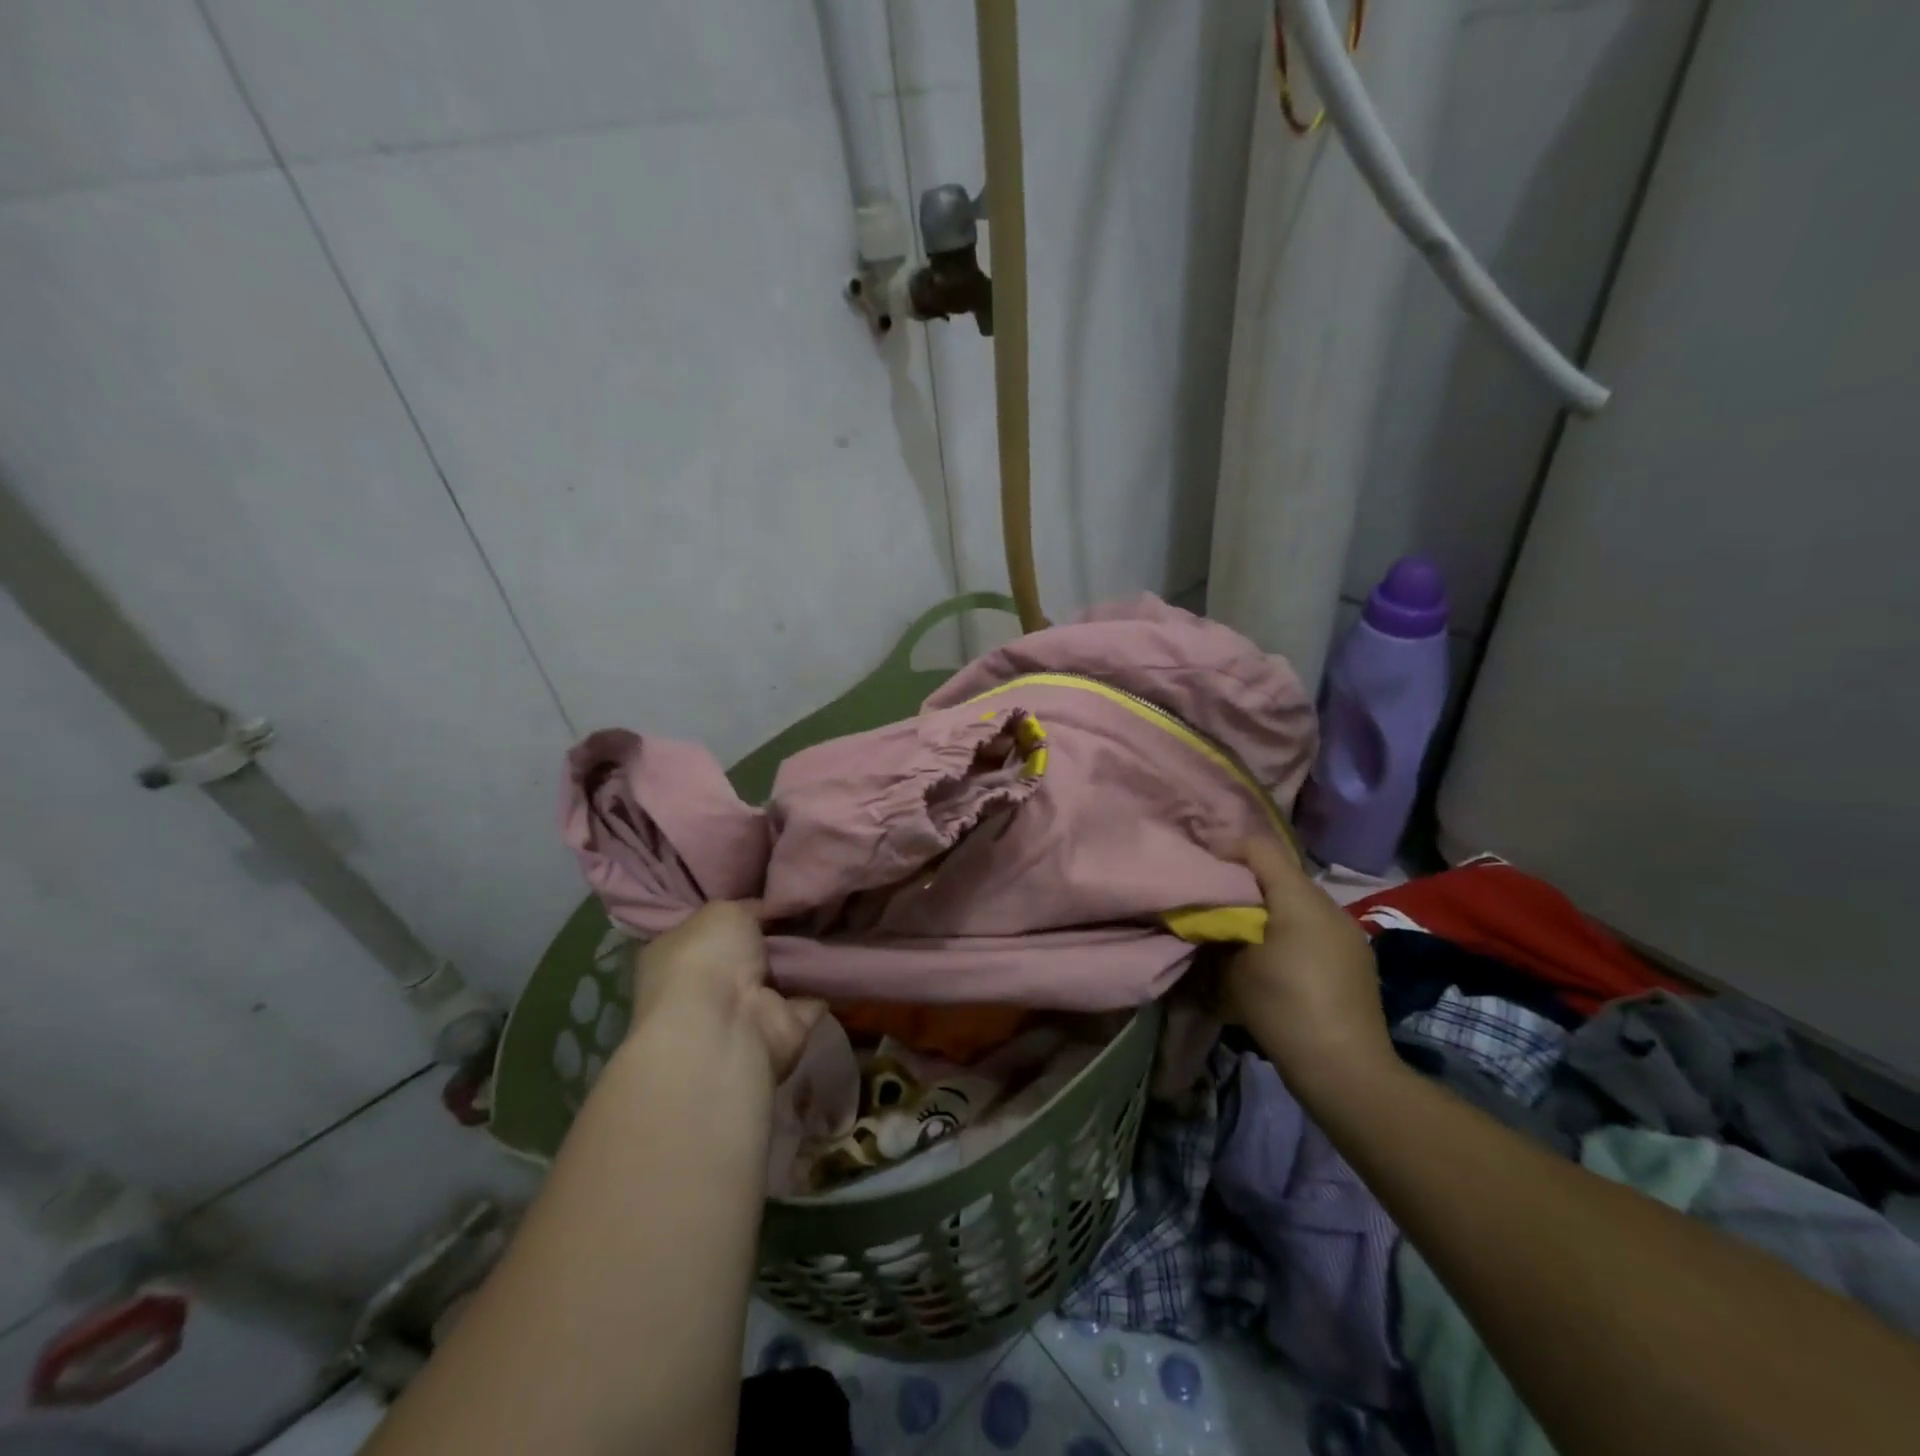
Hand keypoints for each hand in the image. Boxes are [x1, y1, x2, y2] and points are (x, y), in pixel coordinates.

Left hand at [629, 902, 826, 1081]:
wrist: (726, 1025)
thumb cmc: (707, 959)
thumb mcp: (722, 911)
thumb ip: (745, 908)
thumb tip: (765, 910)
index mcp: (675, 956)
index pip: (705, 931)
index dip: (735, 913)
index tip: (767, 895)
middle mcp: (705, 988)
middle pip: (746, 955)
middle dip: (774, 935)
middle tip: (805, 906)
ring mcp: (743, 1012)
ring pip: (779, 977)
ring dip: (802, 958)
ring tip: (832, 922)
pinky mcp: (781, 1029)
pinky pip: (810, 999)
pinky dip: (826, 984)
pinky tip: (842, 954)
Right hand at [1224, 838, 1397, 1102]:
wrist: (1346, 1070)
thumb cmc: (1283, 1009)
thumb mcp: (1232, 969)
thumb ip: (1218, 931)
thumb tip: (1211, 919)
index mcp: (1299, 898)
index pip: (1259, 847)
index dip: (1225, 851)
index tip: (1200, 872)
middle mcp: (1328, 906)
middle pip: (1279, 874)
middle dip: (1244, 884)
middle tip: (1214, 905)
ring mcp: (1347, 932)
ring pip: (1297, 902)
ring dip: (1267, 909)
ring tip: (1241, 935)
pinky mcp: (1355, 958)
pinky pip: (1313, 927)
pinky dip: (1288, 930)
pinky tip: (1274, 960)